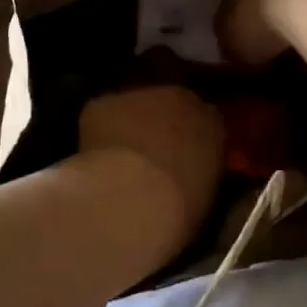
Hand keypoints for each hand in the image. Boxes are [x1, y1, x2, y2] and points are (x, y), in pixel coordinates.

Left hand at [79, 86, 225, 248]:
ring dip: (129, 127)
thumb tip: (191, 171)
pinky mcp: (104, 103)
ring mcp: (140, 96)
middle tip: (149, 160)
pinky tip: (94, 160)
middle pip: (169, 107)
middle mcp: (180, 99)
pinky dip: (98, 132)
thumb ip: (201, 171)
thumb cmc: (179, 210)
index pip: (204, 121)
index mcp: (212, 121)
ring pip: (134, 108)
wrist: (134, 201)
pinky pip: (102, 114)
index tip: (182, 161)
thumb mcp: (206, 194)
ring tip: (119, 162)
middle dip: (160, 128)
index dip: (190, 140)